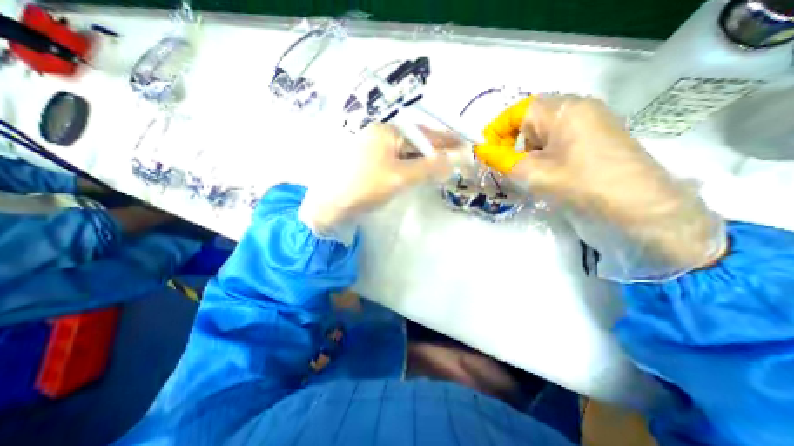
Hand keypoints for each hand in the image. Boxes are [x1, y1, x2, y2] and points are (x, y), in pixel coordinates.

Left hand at [301, 123, 466, 233]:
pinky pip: (398, 161)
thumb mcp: (400, 177)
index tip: (467, 145)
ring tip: (443, 168)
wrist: (330, 206)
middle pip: (417, 141)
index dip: (447, 139)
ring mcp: (375, 149)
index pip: (424, 133)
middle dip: (437, 151)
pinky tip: (420, 173)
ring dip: (425, 160)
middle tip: (456, 161)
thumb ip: (428, 167)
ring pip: (408, 152)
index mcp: (386, 131)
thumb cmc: (364, 187)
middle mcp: (381, 135)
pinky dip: (412, 167)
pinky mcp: (373, 163)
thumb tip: (455, 159)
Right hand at [473, 95, 726, 277]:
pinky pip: (558, 139)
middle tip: (505, 166)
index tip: (485, 152)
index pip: (518, 111)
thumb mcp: (532, 173)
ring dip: (528, 150)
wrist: (640, 209)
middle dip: (512, 142)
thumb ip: (500, 159)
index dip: (496, 130)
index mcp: (563, 110)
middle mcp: (578, 108)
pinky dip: (543, 154)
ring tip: (528, 173)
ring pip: (543, 132)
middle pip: (530, 120)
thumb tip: (479, 150)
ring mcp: (590, 122)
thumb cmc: (581, 185)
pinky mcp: (596, 138)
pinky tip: (546, 172)